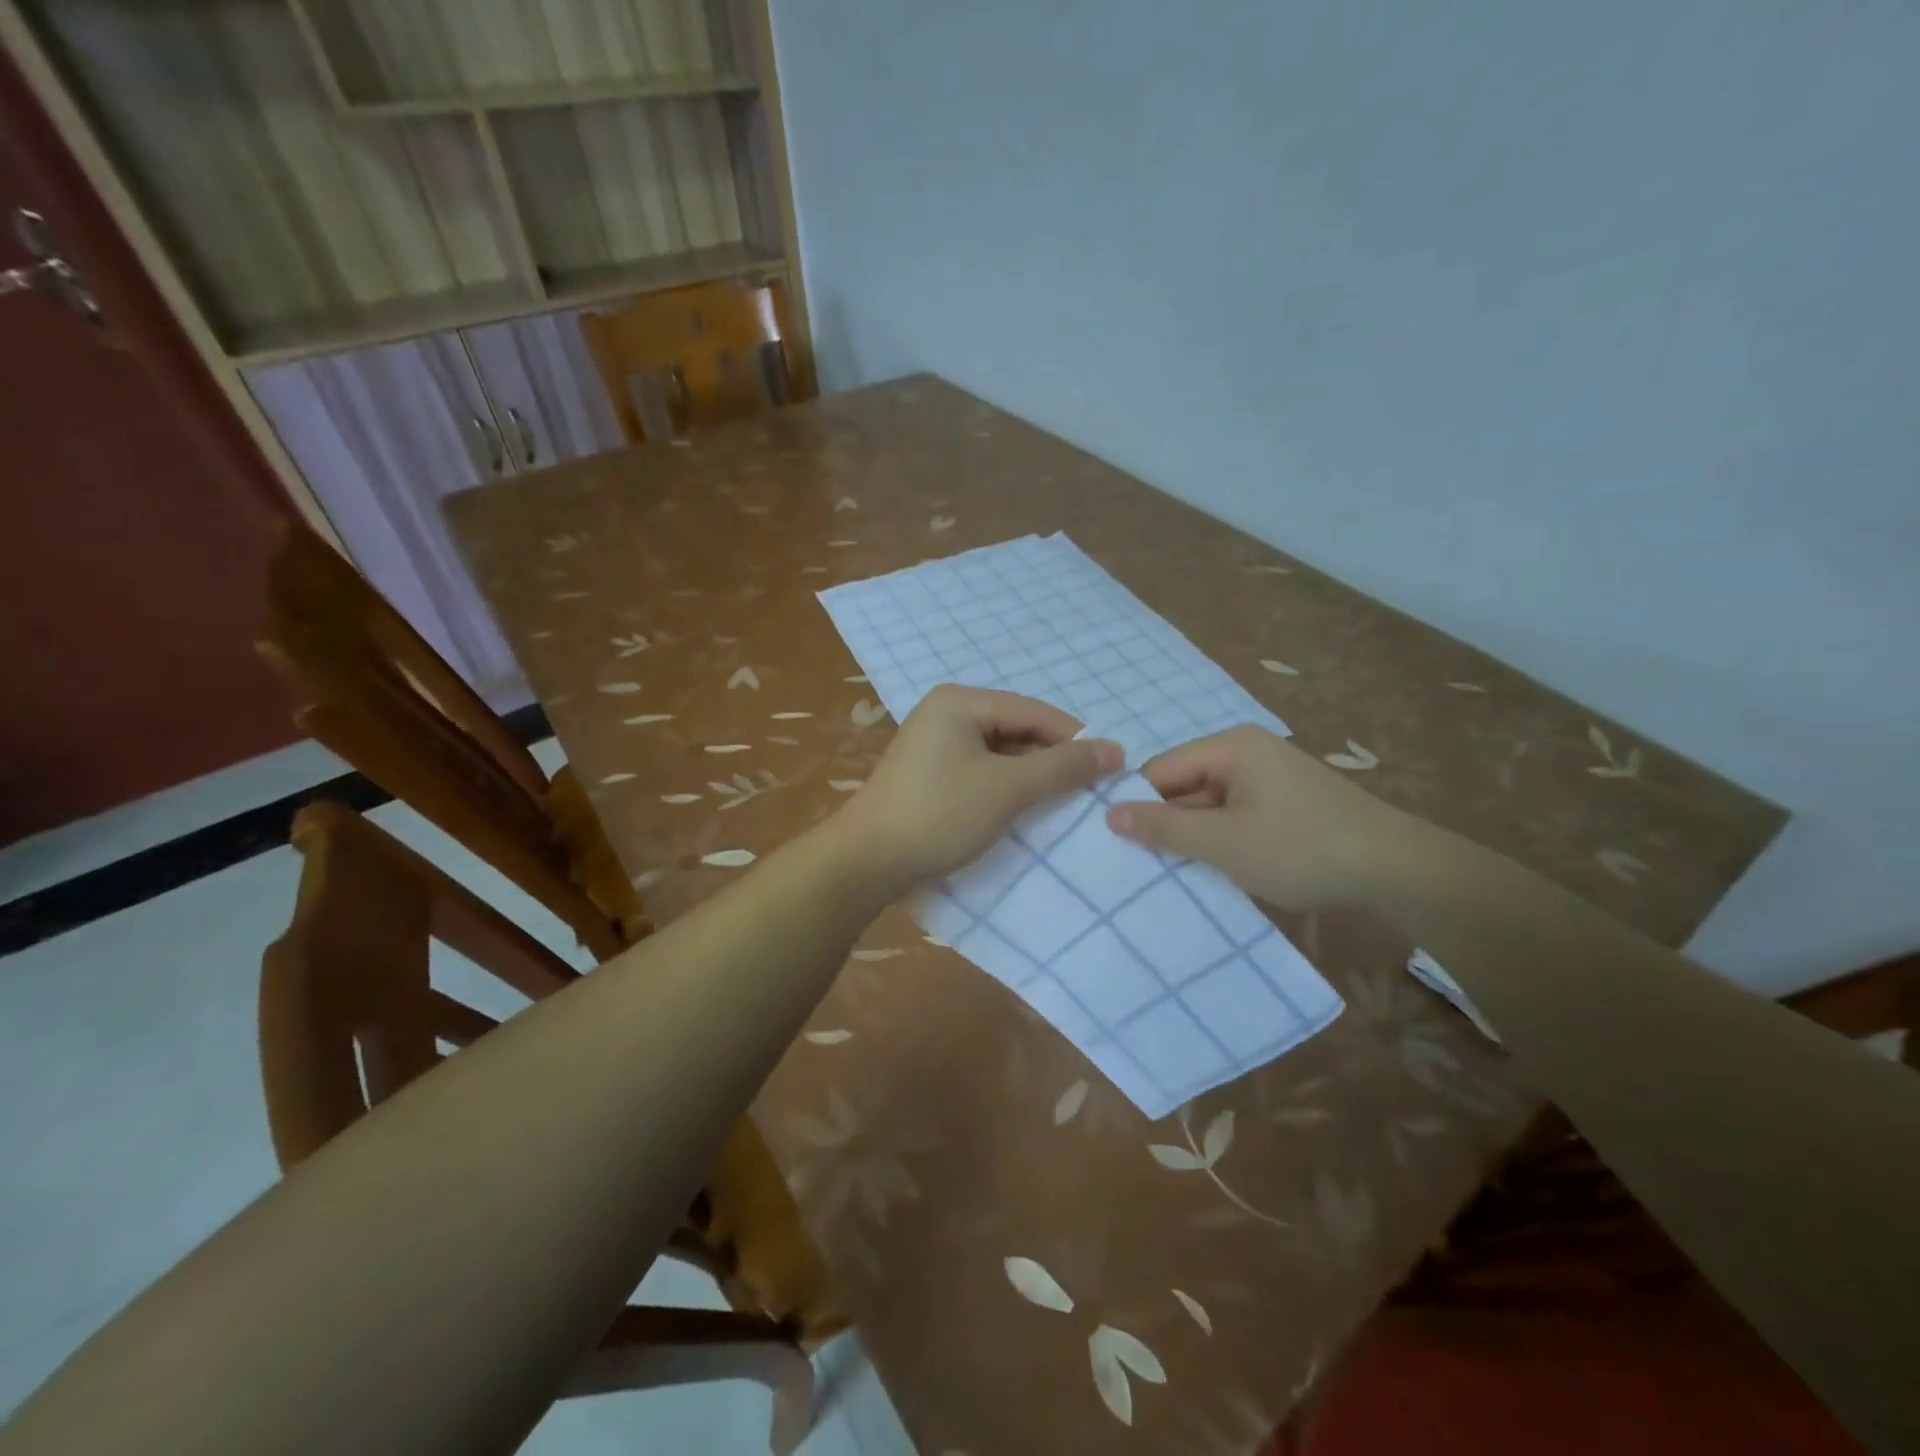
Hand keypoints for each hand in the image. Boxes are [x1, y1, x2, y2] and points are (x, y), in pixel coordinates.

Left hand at [837, 685, 1122, 888]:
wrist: (866, 861)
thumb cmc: (940, 815)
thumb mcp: (1008, 789)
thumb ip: (1062, 767)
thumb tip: (1115, 751)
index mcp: (960, 701)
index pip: (1033, 711)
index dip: (1075, 738)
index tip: (1111, 768)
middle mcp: (945, 713)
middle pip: (1016, 729)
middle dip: (1052, 759)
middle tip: (1089, 791)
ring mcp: (934, 744)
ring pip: (999, 753)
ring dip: (1030, 777)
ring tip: (1063, 804)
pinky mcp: (929, 774)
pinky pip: (980, 771)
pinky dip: (1005, 788)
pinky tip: (1024, 810)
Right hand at [1105, 725, 1418, 910]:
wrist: (1398, 871)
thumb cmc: (1301, 848)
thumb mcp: (1223, 842)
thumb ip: (1163, 827)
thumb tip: (1108, 813)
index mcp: (1230, 747)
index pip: (1160, 770)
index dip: (1138, 806)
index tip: (1120, 846)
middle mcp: (1248, 752)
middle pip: (1184, 785)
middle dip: (1167, 824)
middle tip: (1142, 867)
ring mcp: (1271, 777)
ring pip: (1211, 805)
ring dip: (1196, 837)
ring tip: (1174, 875)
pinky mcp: (1288, 804)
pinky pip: (1237, 816)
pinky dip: (1224, 841)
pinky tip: (1218, 870)